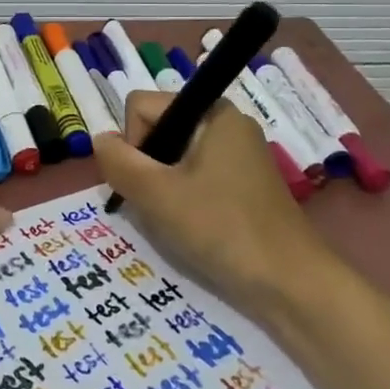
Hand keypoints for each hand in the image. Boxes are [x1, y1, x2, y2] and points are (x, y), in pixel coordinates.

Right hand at [92, 91, 329, 318]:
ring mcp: (238, 154)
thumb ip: (119, 162)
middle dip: (147, 167)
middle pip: (159, 130)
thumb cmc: (221, 228)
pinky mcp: (244, 184)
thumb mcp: (157, 194)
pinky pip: (196, 176)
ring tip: (177, 220)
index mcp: (212, 112)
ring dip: (163, 187)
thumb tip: (99, 140)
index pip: (142, 106)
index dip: (133, 143)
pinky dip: (184, 198)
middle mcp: (227, 124)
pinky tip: (193, 227)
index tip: (148, 181)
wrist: (289, 282)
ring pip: (174, 157)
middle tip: (160, 205)